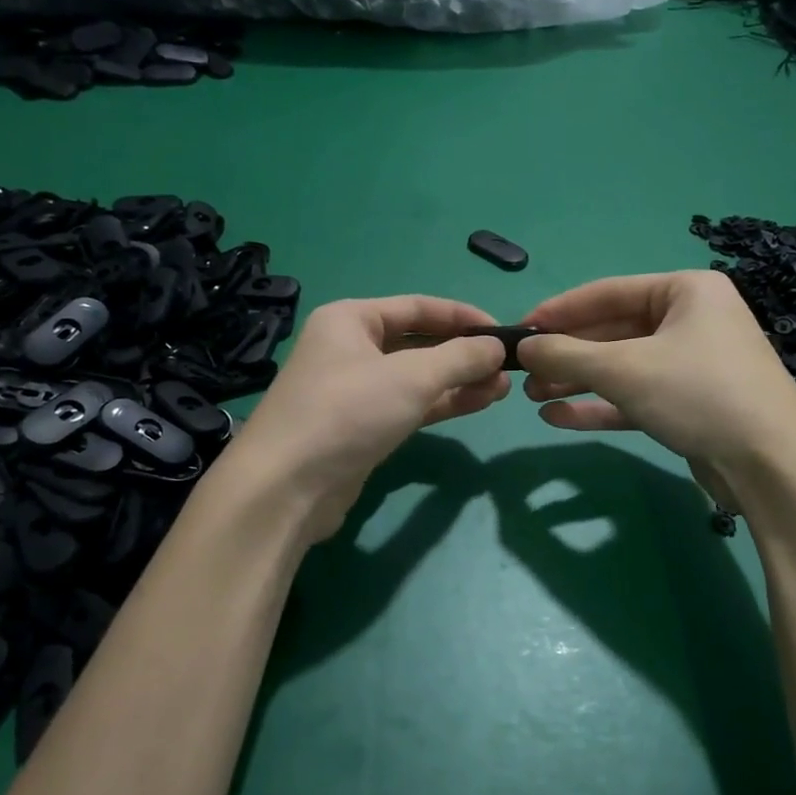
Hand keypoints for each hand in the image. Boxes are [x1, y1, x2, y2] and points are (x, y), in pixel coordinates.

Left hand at [225, 296, 509, 541]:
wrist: (287, 488)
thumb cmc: (347, 413)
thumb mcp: (410, 377)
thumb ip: (459, 357)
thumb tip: (496, 346)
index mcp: (351, 320)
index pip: (418, 307)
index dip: (462, 316)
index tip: (503, 332)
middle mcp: (350, 349)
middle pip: (418, 342)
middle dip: (463, 353)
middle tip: (508, 366)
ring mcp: (355, 391)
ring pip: (416, 377)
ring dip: (458, 380)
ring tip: (503, 387)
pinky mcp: (362, 427)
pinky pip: (410, 405)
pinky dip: (442, 403)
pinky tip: (478, 403)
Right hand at [516, 271, 795, 509]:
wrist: (772, 467)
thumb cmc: (698, 394)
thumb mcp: (624, 370)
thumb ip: (567, 355)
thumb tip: (524, 346)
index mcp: (686, 291)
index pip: (607, 292)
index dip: (559, 311)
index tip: (520, 328)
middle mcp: (692, 320)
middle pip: (613, 331)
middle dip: (567, 354)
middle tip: (522, 371)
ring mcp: (693, 364)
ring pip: (622, 367)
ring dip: (577, 381)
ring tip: (531, 395)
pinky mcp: (691, 404)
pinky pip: (636, 396)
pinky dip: (600, 405)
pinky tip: (558, 417)